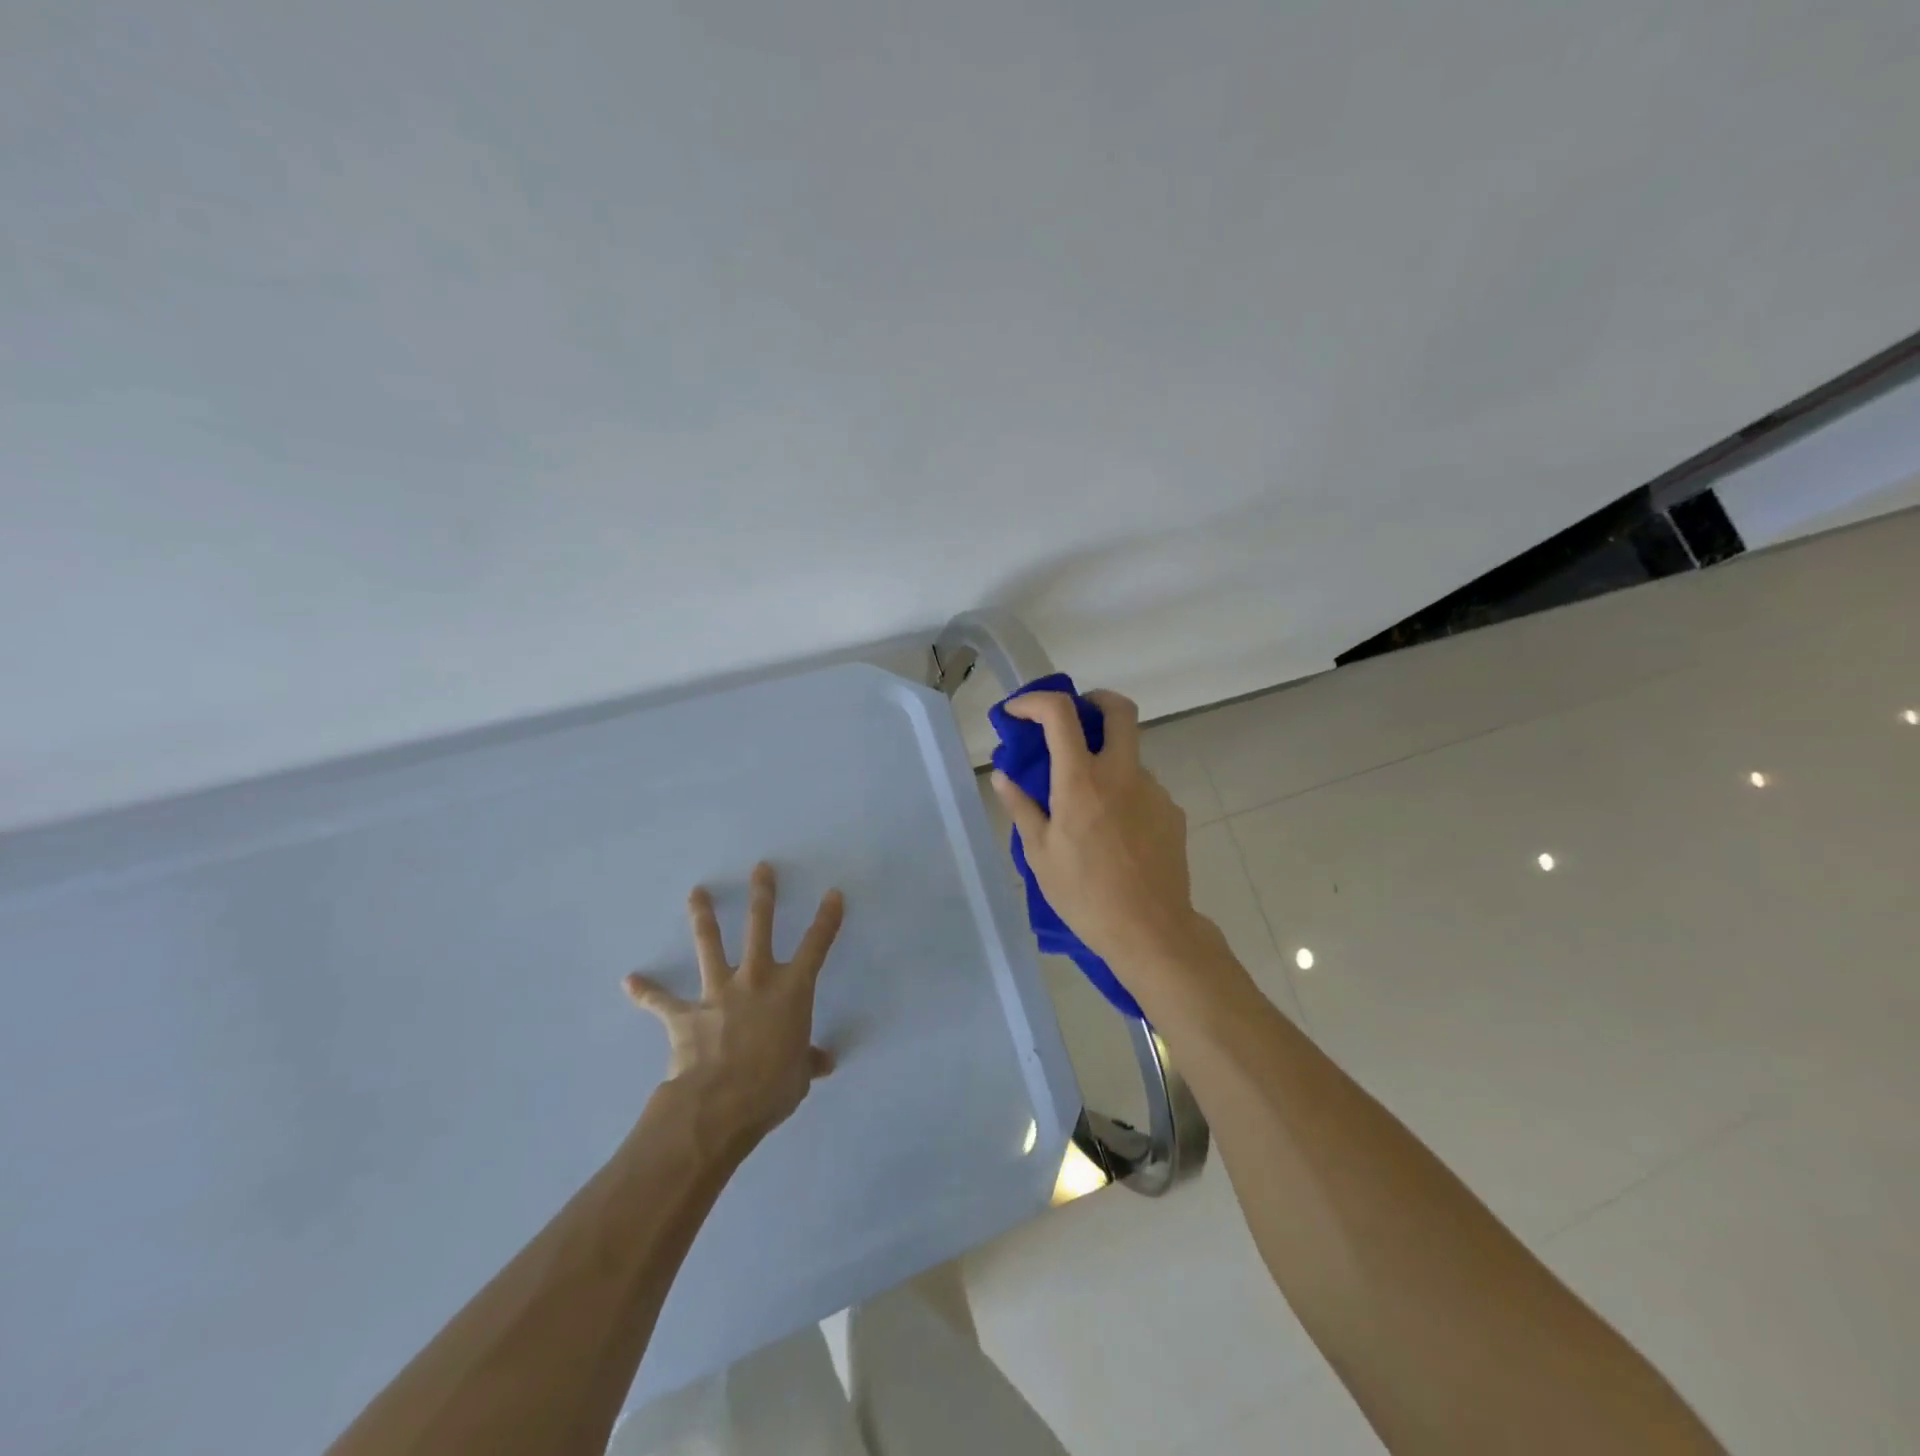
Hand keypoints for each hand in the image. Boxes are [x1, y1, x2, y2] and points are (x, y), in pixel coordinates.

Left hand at [624, 863, 842, 1149]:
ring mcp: (718, 993)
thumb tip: (824, 1062)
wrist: (718, 1104)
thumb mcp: (799, 1077)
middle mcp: (756, 980)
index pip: (816, 947)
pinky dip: (646, 992)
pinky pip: (662, 1002)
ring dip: (702, 917)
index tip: (832, 894)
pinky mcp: (685, 1015)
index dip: (827, 920)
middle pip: (760, 927)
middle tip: (761, 868)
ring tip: (696, 892)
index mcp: (791, 991)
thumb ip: (808, 1062)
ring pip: (710, 946)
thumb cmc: (771, 1087)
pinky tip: (629, 981)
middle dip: (762, 895)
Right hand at [992, 690, 1209, 980]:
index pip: (1060, 714)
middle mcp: (1122, 774)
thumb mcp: (1039, 855)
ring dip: (1106, 761)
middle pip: (1118, 710)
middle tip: (1074, 718)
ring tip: (1087, 806)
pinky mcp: (1172, 811)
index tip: (1017, 712)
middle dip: (1094, 700)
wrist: (1151, 931)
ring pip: (1129, 755)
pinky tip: (1114, 833)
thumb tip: (1003, 776)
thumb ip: (1021, 807)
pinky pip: (1142, 789)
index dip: (1035, 701)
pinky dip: (1123, 794)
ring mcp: (1153, 790)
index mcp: (1081, 781)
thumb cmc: (1085, 895)